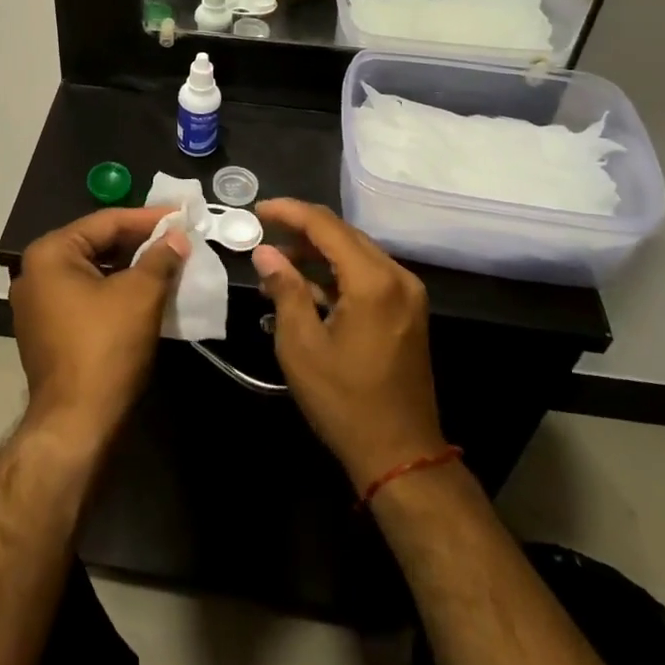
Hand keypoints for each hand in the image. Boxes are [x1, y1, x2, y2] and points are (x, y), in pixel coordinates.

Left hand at [11, 208, 189, 451]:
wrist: (76, 423)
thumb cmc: (105, 347)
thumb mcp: (140, 295)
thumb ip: (160, 258)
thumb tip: (177, 237)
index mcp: (49, 254)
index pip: (105, 222)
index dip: (147, 218)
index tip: (180, 214)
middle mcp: (34, 272)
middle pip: (95, 245)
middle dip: (138, 242)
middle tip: (176, 237)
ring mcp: (36, 304)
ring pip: (91, 272)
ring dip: (128, 267)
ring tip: (167, 262)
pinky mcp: (46, 331)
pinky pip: (85, 296)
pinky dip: (114, 290)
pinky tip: (144, 292)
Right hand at [251, 199, 445, 490]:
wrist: (400, 455)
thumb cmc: (344, 401)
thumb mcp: (301, 345)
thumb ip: (285, 289)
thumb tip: (265, 252)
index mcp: (373, 281)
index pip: (326, 225)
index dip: (289, 212)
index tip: (257, 210)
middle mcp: (397, 277)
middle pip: (344, 234)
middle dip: (302, 229)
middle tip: (263, 233)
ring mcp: (407, 294)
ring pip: (355, 253)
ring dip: (317, 252)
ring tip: (276, 263)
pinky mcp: (407, 311)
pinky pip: (367, 275)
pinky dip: (336, 273)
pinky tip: (305, 286)